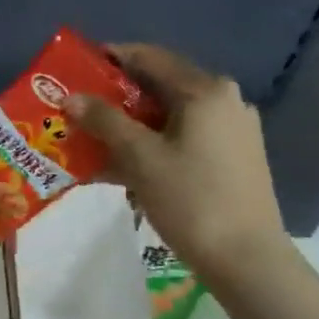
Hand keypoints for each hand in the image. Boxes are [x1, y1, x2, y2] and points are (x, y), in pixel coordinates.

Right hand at [64, 44, 285, 278]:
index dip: (111, 58)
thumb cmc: (192, 199)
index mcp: (205, 91)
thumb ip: (104, 121)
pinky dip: (152, 145)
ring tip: (93, 141)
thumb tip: (71, 97)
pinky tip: (123, 167)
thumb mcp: (140, 157)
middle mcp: (224, 101)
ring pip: (170, 117)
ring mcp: (232, 131)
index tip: (76, 68)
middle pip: (160, 88)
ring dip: (131, 126)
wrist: (247, 260)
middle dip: (116, 98)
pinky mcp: (233, 159)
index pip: (150, 57)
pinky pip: (183, 139)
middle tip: (79, 108)